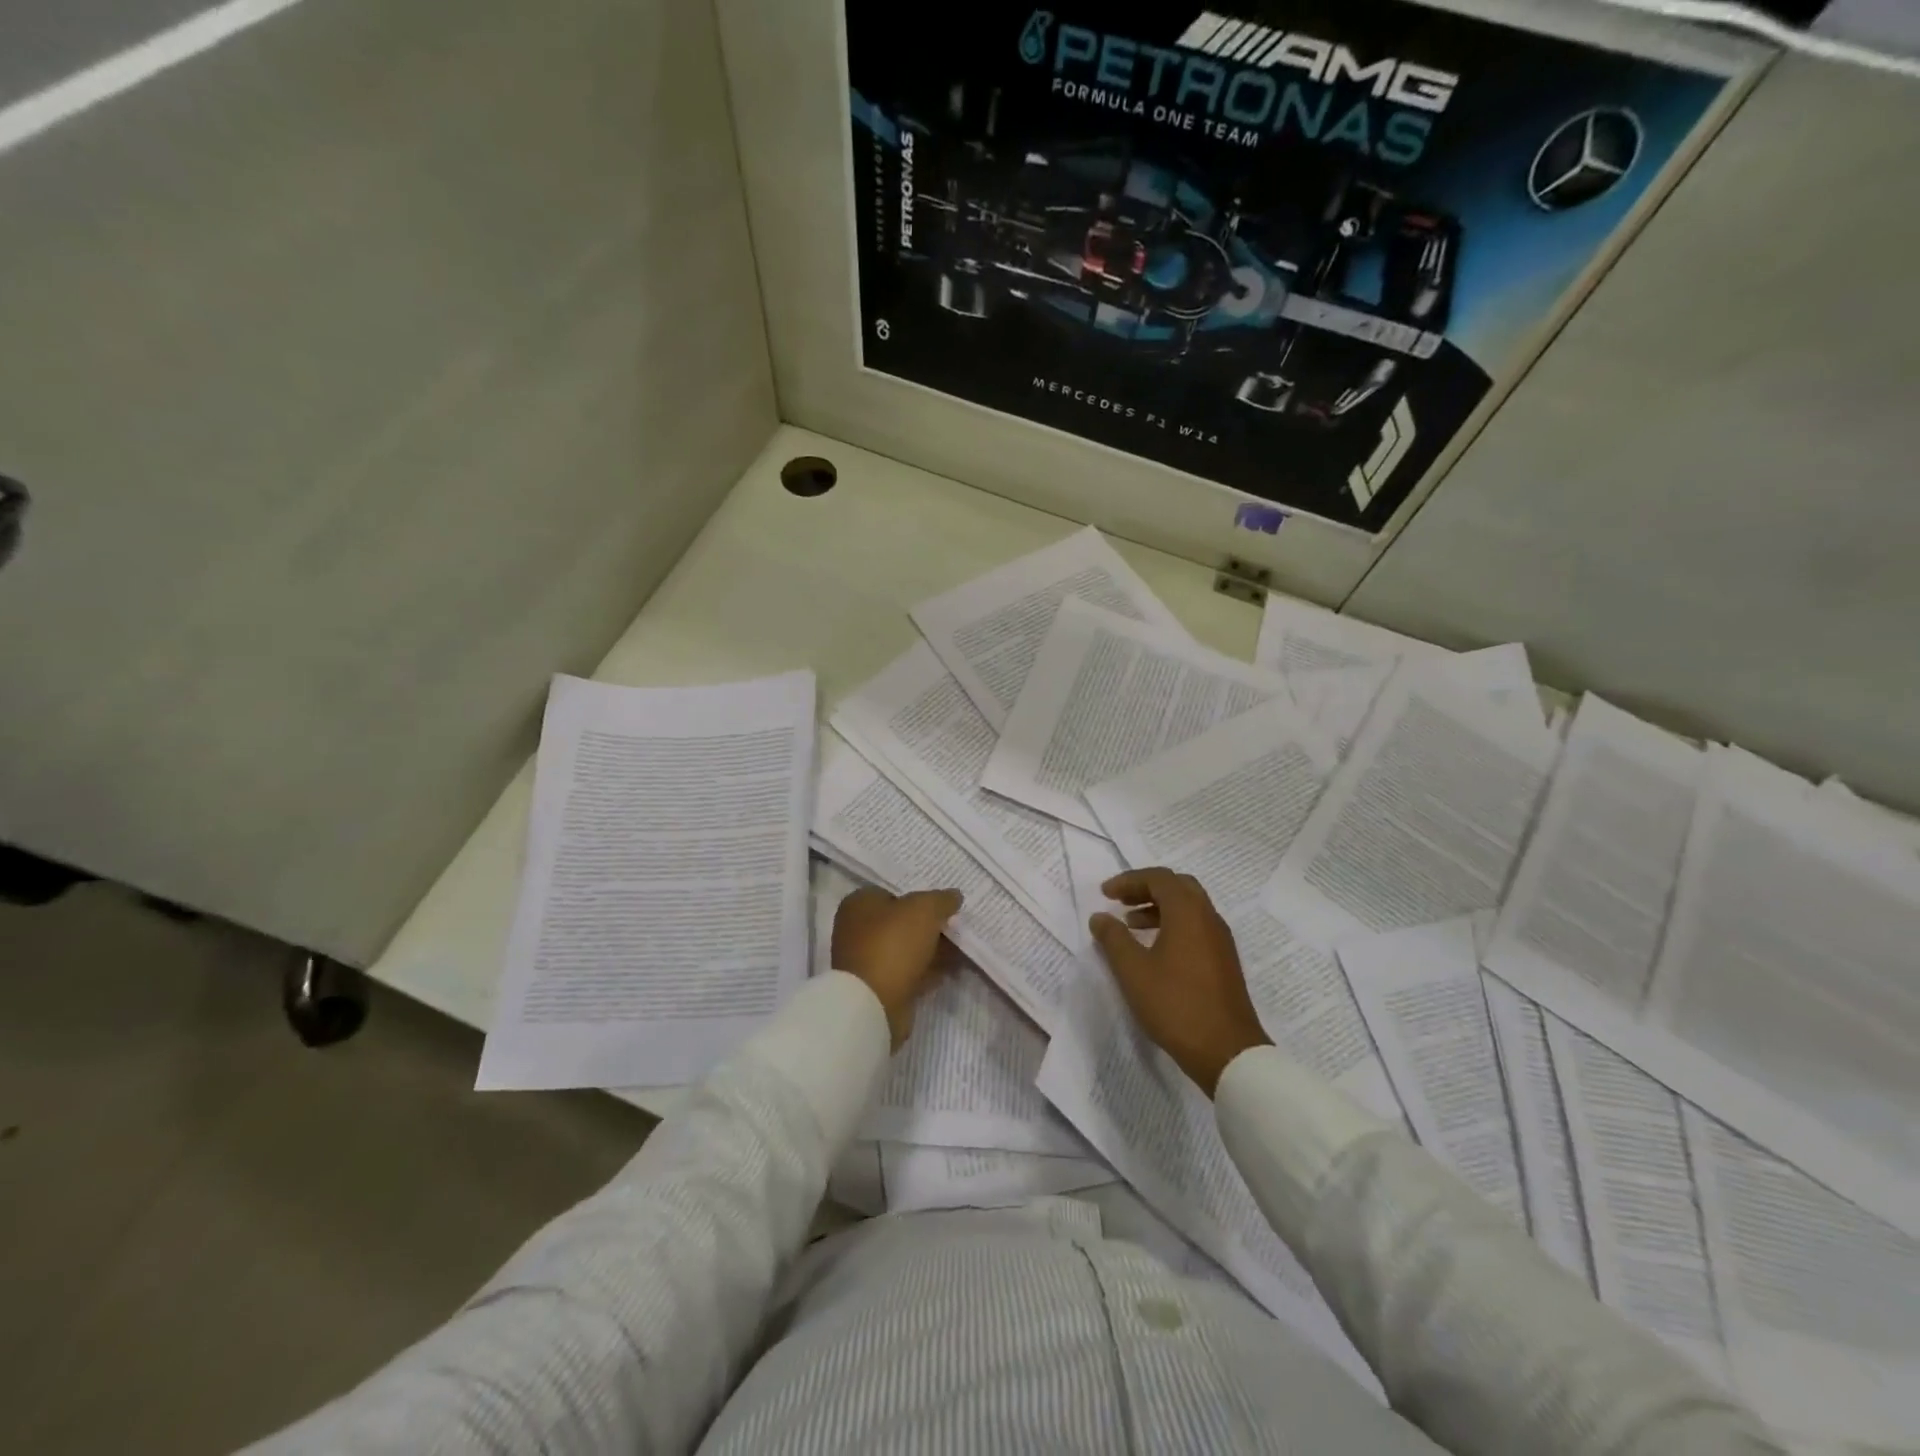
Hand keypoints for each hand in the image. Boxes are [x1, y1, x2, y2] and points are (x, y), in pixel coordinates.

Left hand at [832, 886, 963, 1049]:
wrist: (873, 1003)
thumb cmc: (893, 944)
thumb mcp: (924, 909)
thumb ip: (941, 899)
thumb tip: (954, 896)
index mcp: (859, 904)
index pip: (893, 892)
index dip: (920, 896)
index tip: (944, 906)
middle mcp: (857, 929)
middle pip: (901, 922)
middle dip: (930, 926)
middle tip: (956, 927)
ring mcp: (866, 960)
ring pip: (906, 949)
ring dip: (932, 949)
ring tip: (961, 949)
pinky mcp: (877, 987)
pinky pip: (908, 972)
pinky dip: (927, 970)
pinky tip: (950, 970)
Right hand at [1089, 868, 1270, 1096]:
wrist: (1227, 1051)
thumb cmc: (1175, 1004)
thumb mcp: (1133, 971)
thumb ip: (1113, 938)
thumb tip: (1100, 917)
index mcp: (1188, 912)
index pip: (1158, 878)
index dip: (1129, 880)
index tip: (1105, 894)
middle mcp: (1208, 918)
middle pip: (1177, 887)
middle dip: (1146, 889)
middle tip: (1121, 902)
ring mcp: (1220, 940)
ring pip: (1189, 908)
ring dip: (1159, 908)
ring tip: (1131, 925)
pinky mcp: (1224, 961)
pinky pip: (1196, 927)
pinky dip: (1173, 925)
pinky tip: (1155, 950)